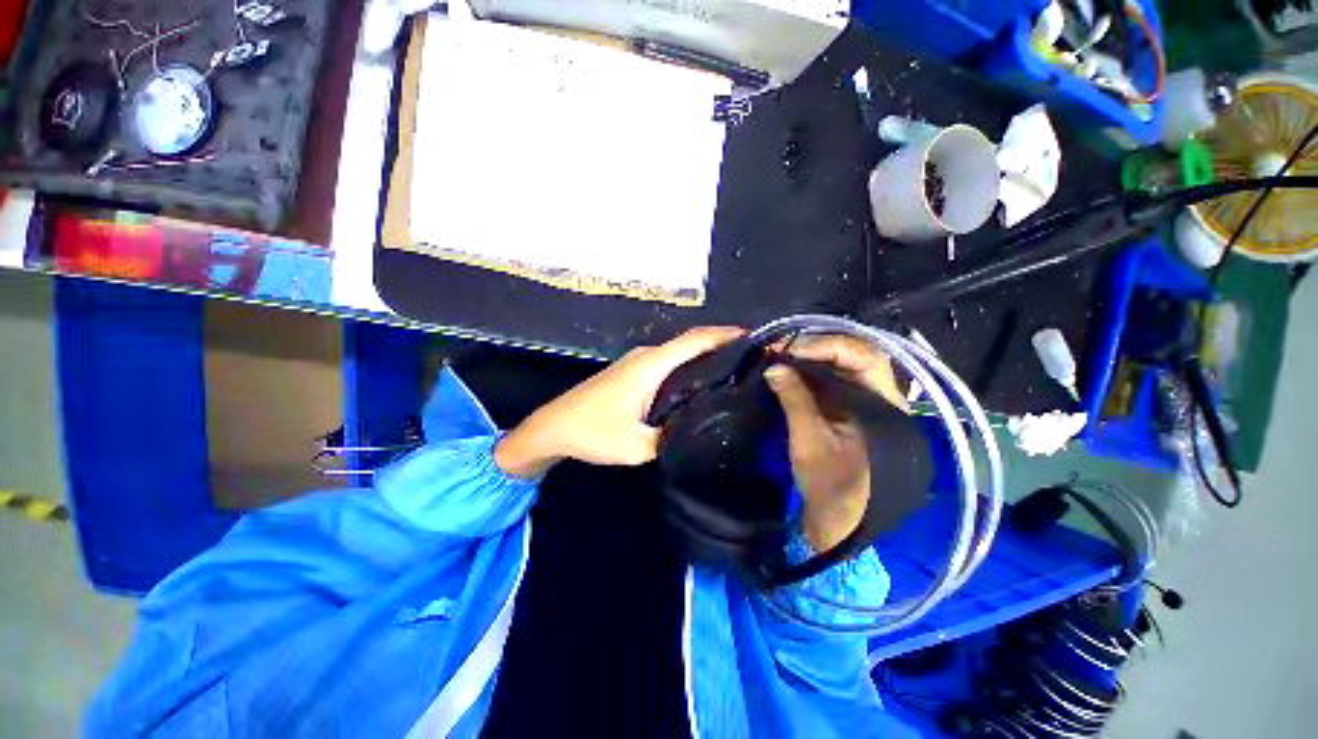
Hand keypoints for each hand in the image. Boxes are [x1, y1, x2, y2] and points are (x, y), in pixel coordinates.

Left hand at [495, 327, 745, 478]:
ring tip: (735, 372)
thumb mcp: (637, 446)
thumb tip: (697, 429)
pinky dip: (689, 366)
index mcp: (650, 365)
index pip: (694, 340)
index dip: (725, 335)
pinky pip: (669, 363)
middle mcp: (646, 356)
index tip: (754, 338)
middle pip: (691, 343)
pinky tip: (701, 385)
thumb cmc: (592, 432)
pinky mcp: (633, 372)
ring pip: (680, 353)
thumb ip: (671, 438)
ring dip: (706, 356)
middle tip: (751, 361)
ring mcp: (638, 362)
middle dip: (722, 345)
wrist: (553, 426)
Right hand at [764, 336, 907, 550]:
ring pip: (841, 363)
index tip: (790, 350)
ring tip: (781, 354)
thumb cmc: (831, 485)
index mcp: (884, 405)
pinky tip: (789, 367)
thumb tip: (773, 367)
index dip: (827, 347)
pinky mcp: (846, 406)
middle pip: (855, 353)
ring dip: (811, 355)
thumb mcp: (809, 442)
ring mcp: (863, 399)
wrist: (839, 518)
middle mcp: (880, 394)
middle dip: (818, 346)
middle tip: (782, 347)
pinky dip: (808, 369)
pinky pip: (830, 377)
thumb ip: (794, 400)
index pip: (863, 357)